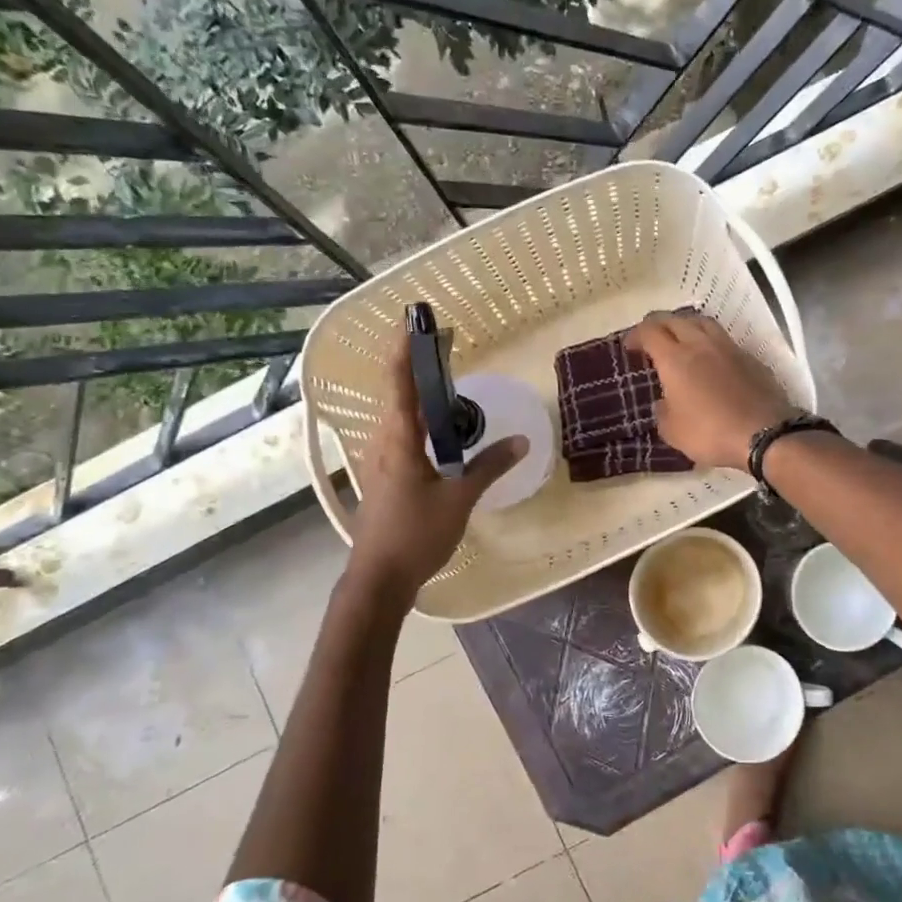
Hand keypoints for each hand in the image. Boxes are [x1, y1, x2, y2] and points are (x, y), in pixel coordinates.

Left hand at [350, 346, 526, 596]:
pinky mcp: (384, 477)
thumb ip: (489, 466)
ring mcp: (380, 461)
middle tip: (442, 346)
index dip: (406, 350)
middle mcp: (383, 444)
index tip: (415, 322)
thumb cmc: (417, 534)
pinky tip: (436, 429)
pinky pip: (401, 436)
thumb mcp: (459, 499)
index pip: (399, 384)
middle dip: (415, 365)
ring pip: (397, 416)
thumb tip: (522, 441)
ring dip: (416, 393)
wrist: (380, 578)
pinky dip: (417, 420)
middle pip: (396, 393)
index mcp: (398, 441)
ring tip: (440, 379)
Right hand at [624, 311, 797, 470]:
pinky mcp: (750, 358)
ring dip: (686, 325)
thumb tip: (664, 402)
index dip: (636, 335)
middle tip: (651, 339)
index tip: (630, 346)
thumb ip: (663, 411)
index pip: (650, 331)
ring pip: (703, 322)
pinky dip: (710, 342)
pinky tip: (711, 358)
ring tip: (681, 339)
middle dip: (659, 324)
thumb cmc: (711, 433)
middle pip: (675, 319)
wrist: (765, 434)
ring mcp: (729, 348)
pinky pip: (724, 340)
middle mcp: (701, 344)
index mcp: (675, 359)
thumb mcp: (673, 432)